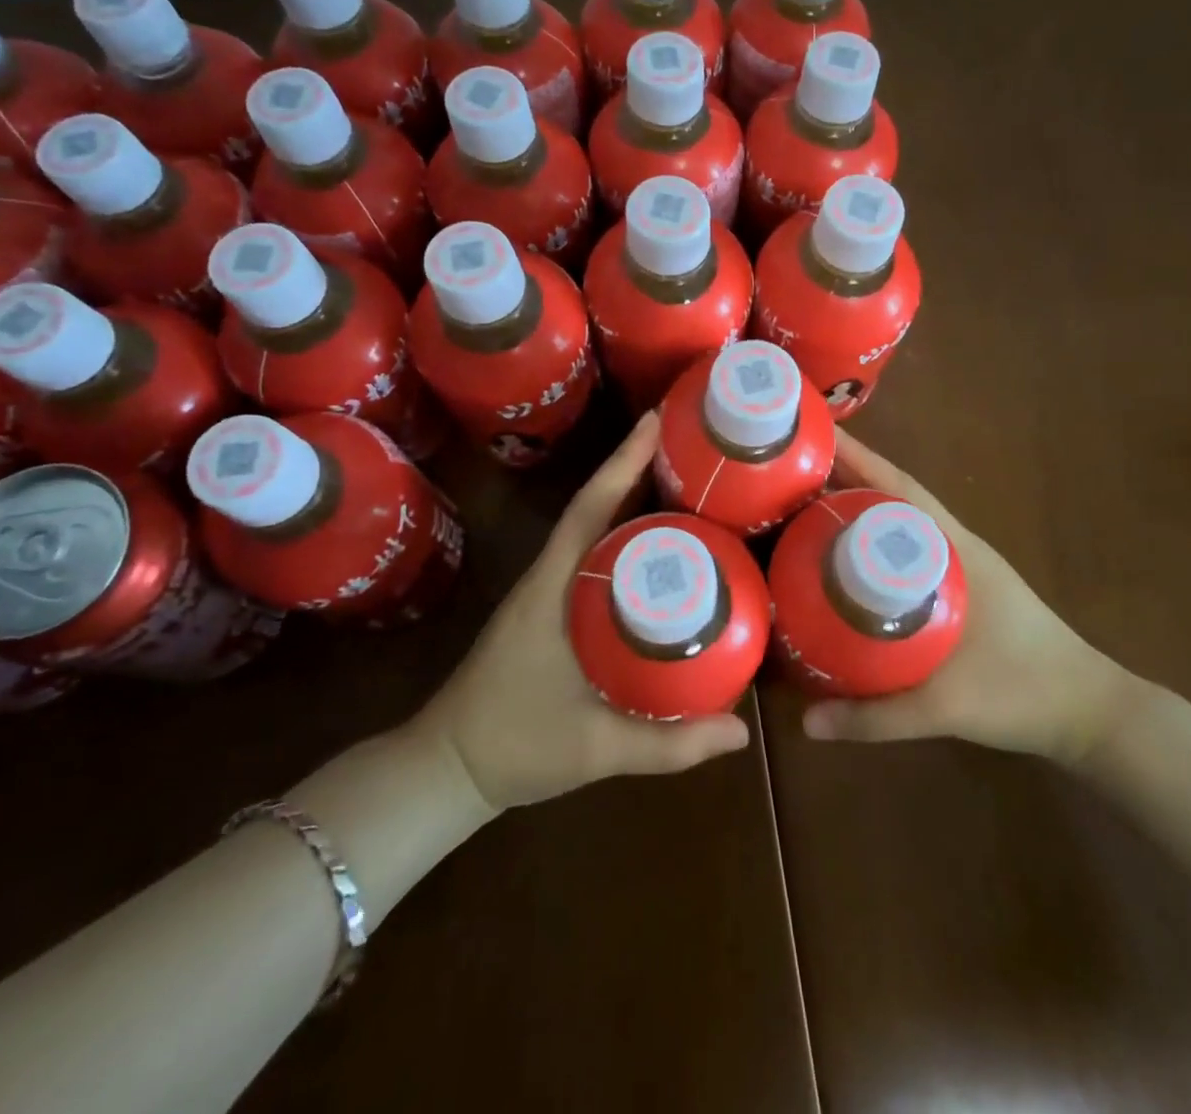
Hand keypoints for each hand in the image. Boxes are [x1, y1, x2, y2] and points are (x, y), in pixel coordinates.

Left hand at [423, 413, 750, 809]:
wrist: (447, 768)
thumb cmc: (514, 746)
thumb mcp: (596, 748)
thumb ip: (670, 744)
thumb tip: (742, 735)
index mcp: (553, 588)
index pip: (590, 510)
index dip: (623, 463)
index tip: (656, 422)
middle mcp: (549, 576)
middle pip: (596, 507)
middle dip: (637, 469)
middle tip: (691, 448)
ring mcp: (545, 591)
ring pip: (592, 529)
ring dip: (630, 500)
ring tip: (684, 483)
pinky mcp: (548, 608)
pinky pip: (590, 556)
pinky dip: (621, 537)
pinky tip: (655, 549)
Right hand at [802, 430, 1140, 765]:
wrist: (1088, 713)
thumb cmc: (1025, 693)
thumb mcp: (948, 708)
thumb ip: (878, 717)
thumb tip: (805, 722)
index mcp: (957, 551)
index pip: (901, 490)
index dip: (858, 459)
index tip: (816, 436)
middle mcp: (956, 546)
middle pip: (893, 497)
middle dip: (844, 477)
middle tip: (788, 472)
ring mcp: (959, 565)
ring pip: (899, 522)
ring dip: (858, 506)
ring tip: (803, 504)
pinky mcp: (960, 587)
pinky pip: (906, 549)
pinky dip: (873, 539)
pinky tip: (843, 557)